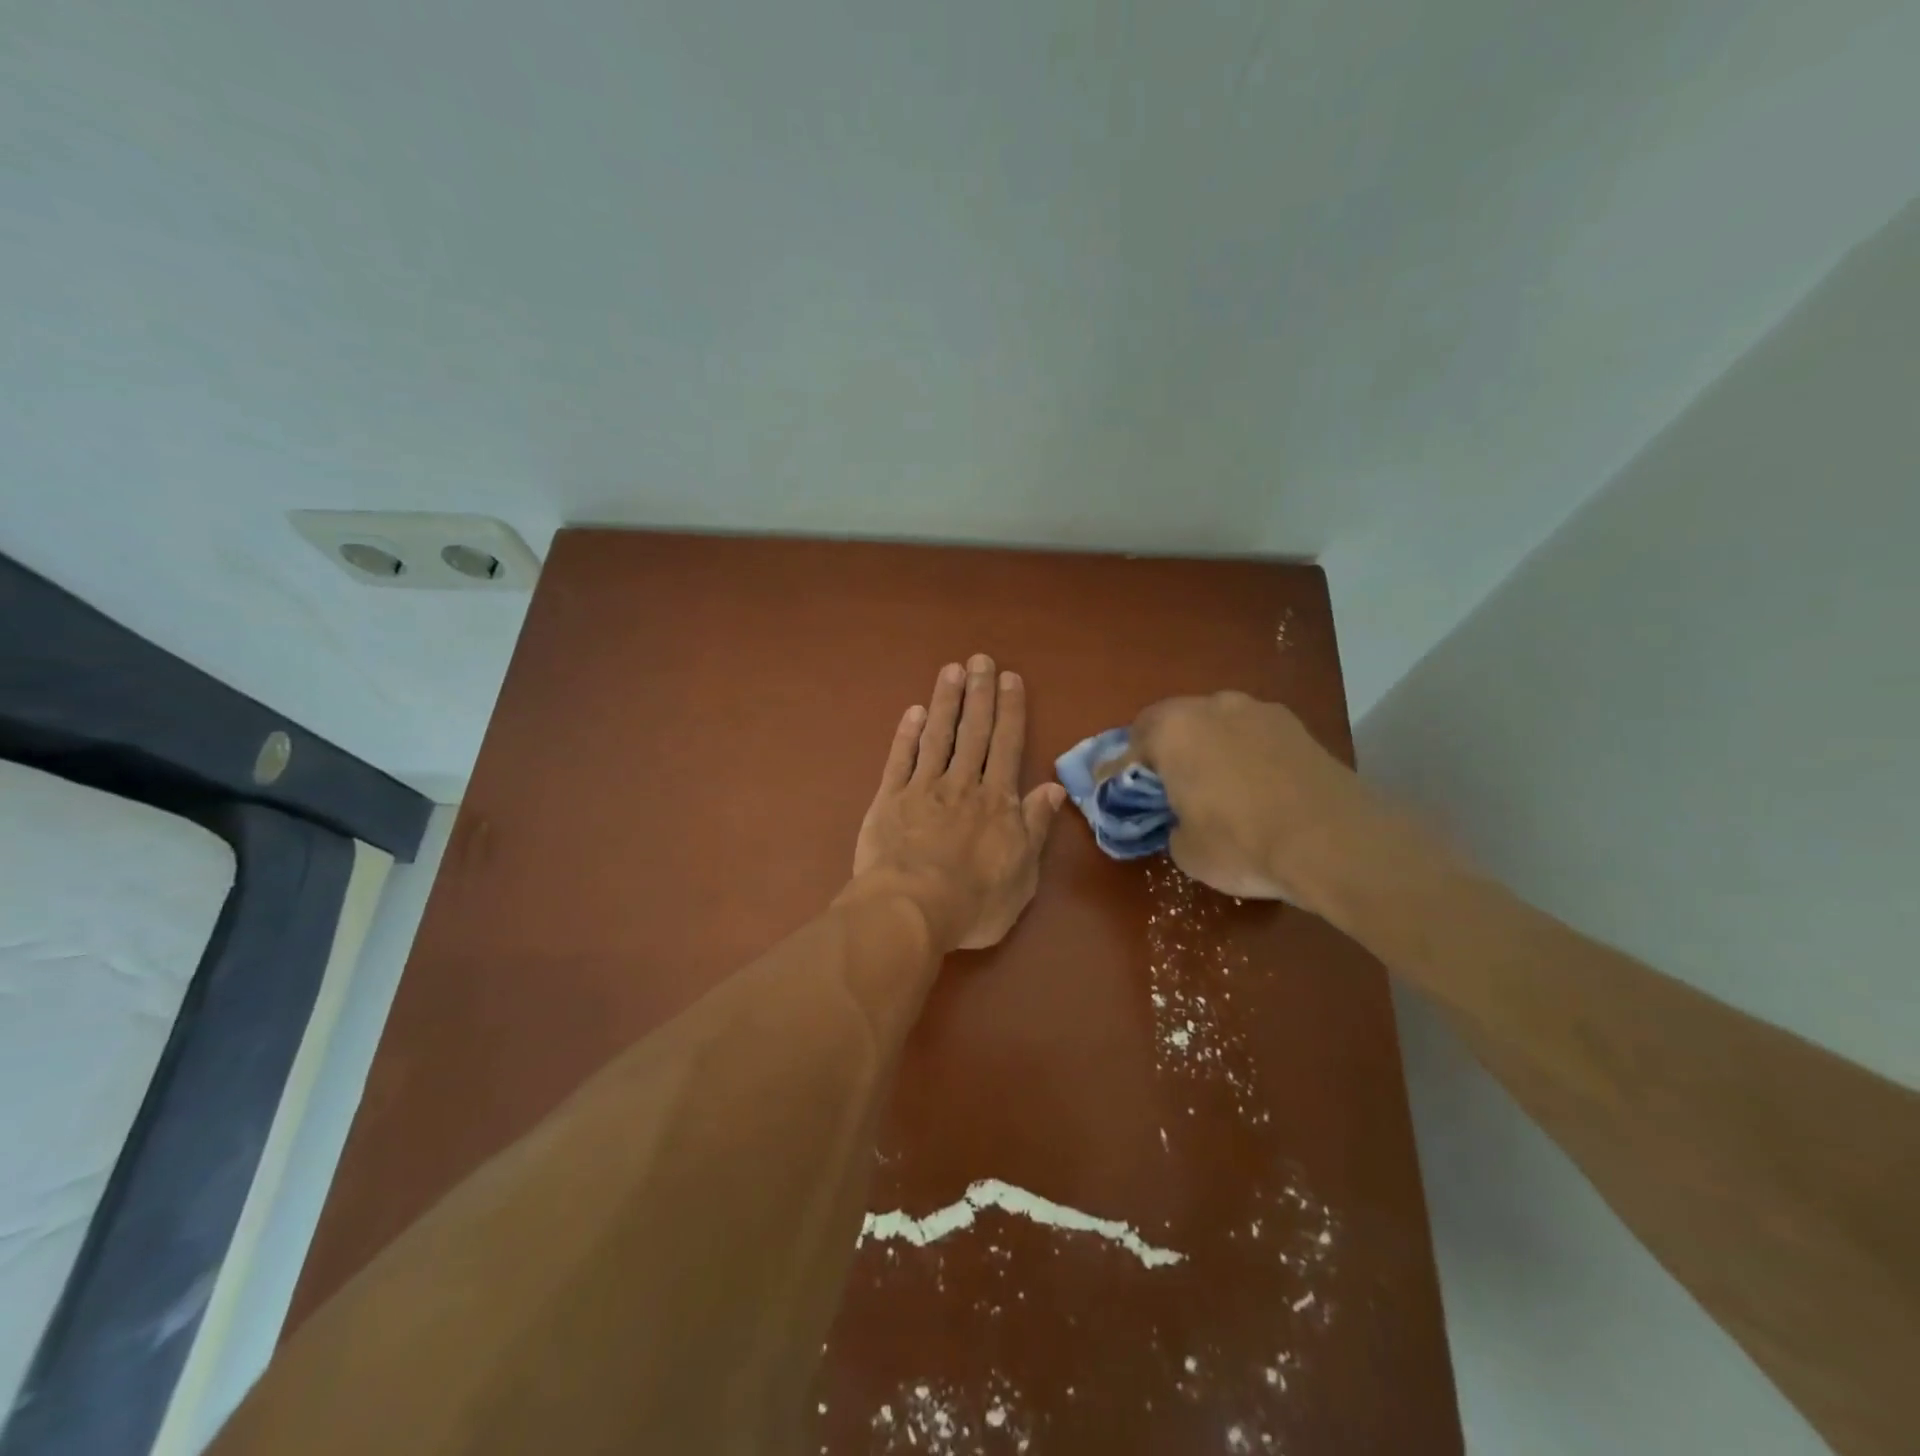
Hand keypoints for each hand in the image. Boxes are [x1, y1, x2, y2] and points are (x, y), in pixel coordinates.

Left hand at [845, 655, 1067, 951]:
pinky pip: (900, 759)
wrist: (911, 911)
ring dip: (945, 702)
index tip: (1010, 678)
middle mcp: (961, 785)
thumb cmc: (975, 902)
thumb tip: (1052, 787)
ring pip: (937, 736)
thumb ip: (1035, 826)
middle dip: (978, 693)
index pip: (1007, 745)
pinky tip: (912, 712)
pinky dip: (906, 734)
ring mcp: (922, 789)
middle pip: (973, 732)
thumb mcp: (1023, 873)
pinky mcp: (888, 800)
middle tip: (979, 660)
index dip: (1010, 710)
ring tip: (950, 671)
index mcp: (996, 801)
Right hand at [1114, 691, 1386, 909]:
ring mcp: (1259, 710)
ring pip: (1216, 724)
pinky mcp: (1296, 726)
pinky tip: (1255, 785)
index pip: (1130, 744)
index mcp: (1173, 730)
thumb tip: (1182, 819)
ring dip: (1207, 747)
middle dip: (1164, 751)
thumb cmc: (1242, 843)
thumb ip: (1171, 824)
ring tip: (1215, 784)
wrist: (1335, 842)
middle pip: (1173, 723)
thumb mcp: (1185, 850)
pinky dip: (1243, 753)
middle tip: (1166, 787)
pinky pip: (1252, 735)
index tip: (1116, 793)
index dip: (1121, 772)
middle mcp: (1212, 706)